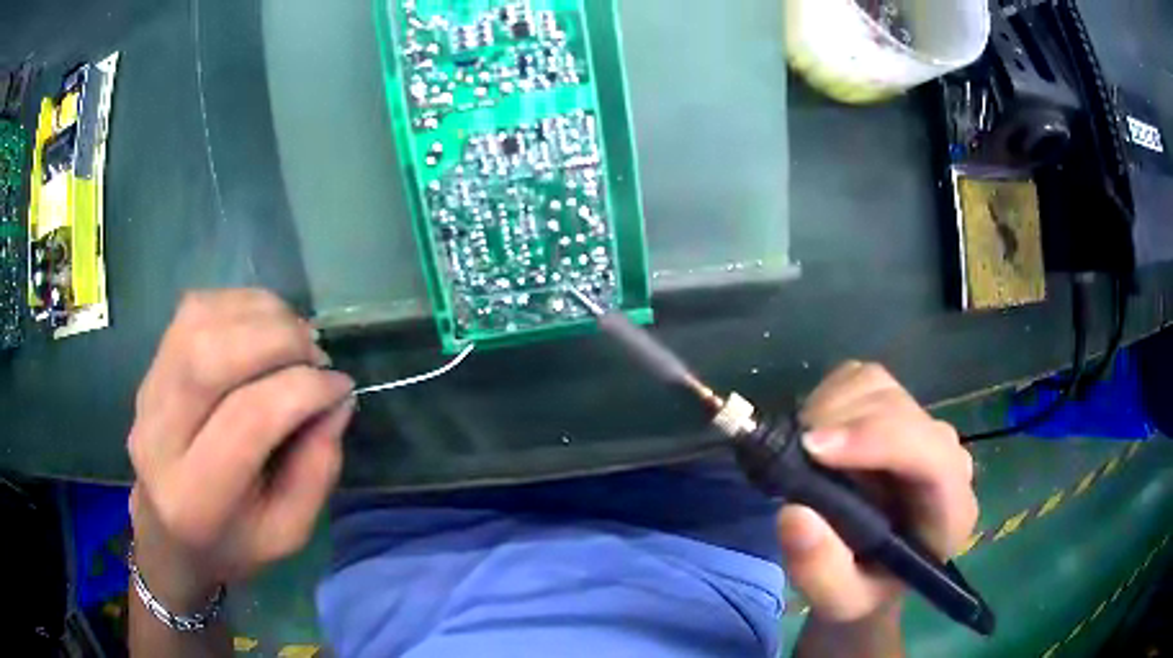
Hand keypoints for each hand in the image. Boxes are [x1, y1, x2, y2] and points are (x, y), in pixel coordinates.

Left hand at [127, 290, 353, 611]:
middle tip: (316, 352)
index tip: (340, 386)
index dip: (302, 390)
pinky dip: (237, 305)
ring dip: (258, 314)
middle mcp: (158, 438)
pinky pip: (191, 312)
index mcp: (196, 498)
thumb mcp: (288, 532)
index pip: (247, 420)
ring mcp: (146, 395)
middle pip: (208, 356)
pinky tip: (262, 327)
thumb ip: (317, 470)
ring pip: (197, 322)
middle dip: (276, 339)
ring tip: (293, 335)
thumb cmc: (232, 544)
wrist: (168, 535)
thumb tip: (336, 399)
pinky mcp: (149, 369)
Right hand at [778, 362, 977, 625]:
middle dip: (843, 424)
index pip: (931, 454)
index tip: (814, 449)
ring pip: (878, 386)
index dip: (876, 440)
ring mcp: (921, 426)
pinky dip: (829, 396)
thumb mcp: (840, 600)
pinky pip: (861, 379)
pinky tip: (816, 435)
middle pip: (900, 410)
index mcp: (951, 508)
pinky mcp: (895, 409)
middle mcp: (946, 455)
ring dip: (830, 409)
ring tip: (803, 451)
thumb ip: (820, 570)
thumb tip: (793, 513)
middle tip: (793, 455)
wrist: (872, 572)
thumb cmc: (864, 590)